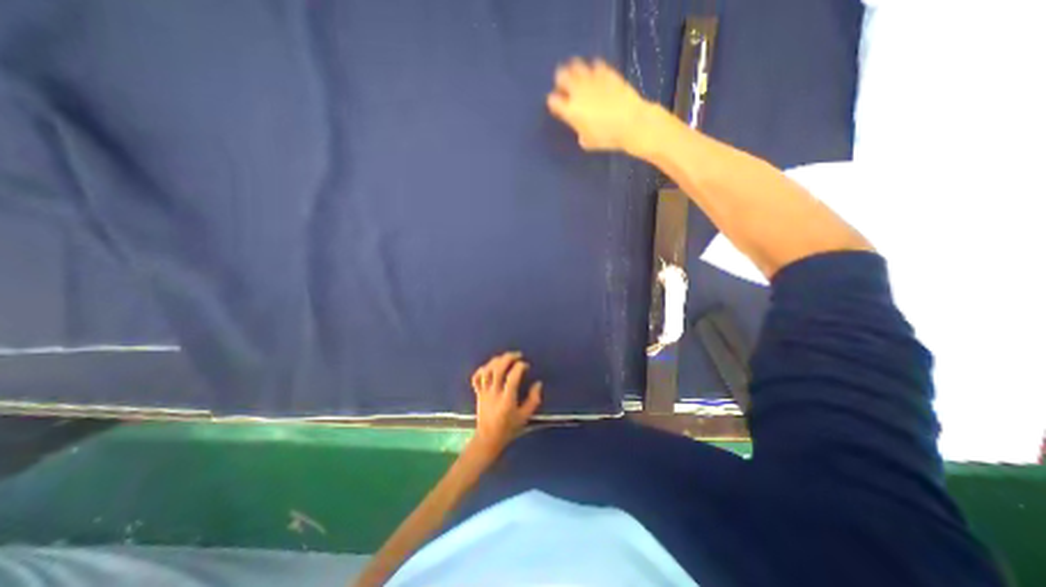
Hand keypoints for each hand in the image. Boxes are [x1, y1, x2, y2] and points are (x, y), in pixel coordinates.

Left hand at [470, 353, 543, 452]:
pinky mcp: (478, 393)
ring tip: (505, 357)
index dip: (520, 367)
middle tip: (517, 355)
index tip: (526, 365)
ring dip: (496, 361)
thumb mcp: (525, 417)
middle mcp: (494, 393)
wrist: (488, 439)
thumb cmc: (509, 428)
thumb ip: (533, 400)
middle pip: (498, 370)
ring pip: (487, 371)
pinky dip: (482, 369)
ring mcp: (484, 392)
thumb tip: (538, 383)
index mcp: (507, 400)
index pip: (512, 377)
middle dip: (508, 358)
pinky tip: (489, 366)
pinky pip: (476, 378)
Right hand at [547, 56, 649, 153]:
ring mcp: (592, 79)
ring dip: (575, 70)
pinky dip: (593, 69)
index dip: (553, 102)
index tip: (557, 105)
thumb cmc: (607, 137)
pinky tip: (596, 75)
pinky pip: (595, 64)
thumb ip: (581, 134)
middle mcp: (578, 91)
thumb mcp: (589, 142)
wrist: (630, 122)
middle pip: (561, 75)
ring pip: (576, 65)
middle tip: (565, 85)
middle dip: (561, 79)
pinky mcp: (606, 72)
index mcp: (570, 111)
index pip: (553, 100)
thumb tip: (581, 131)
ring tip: (579, 76)